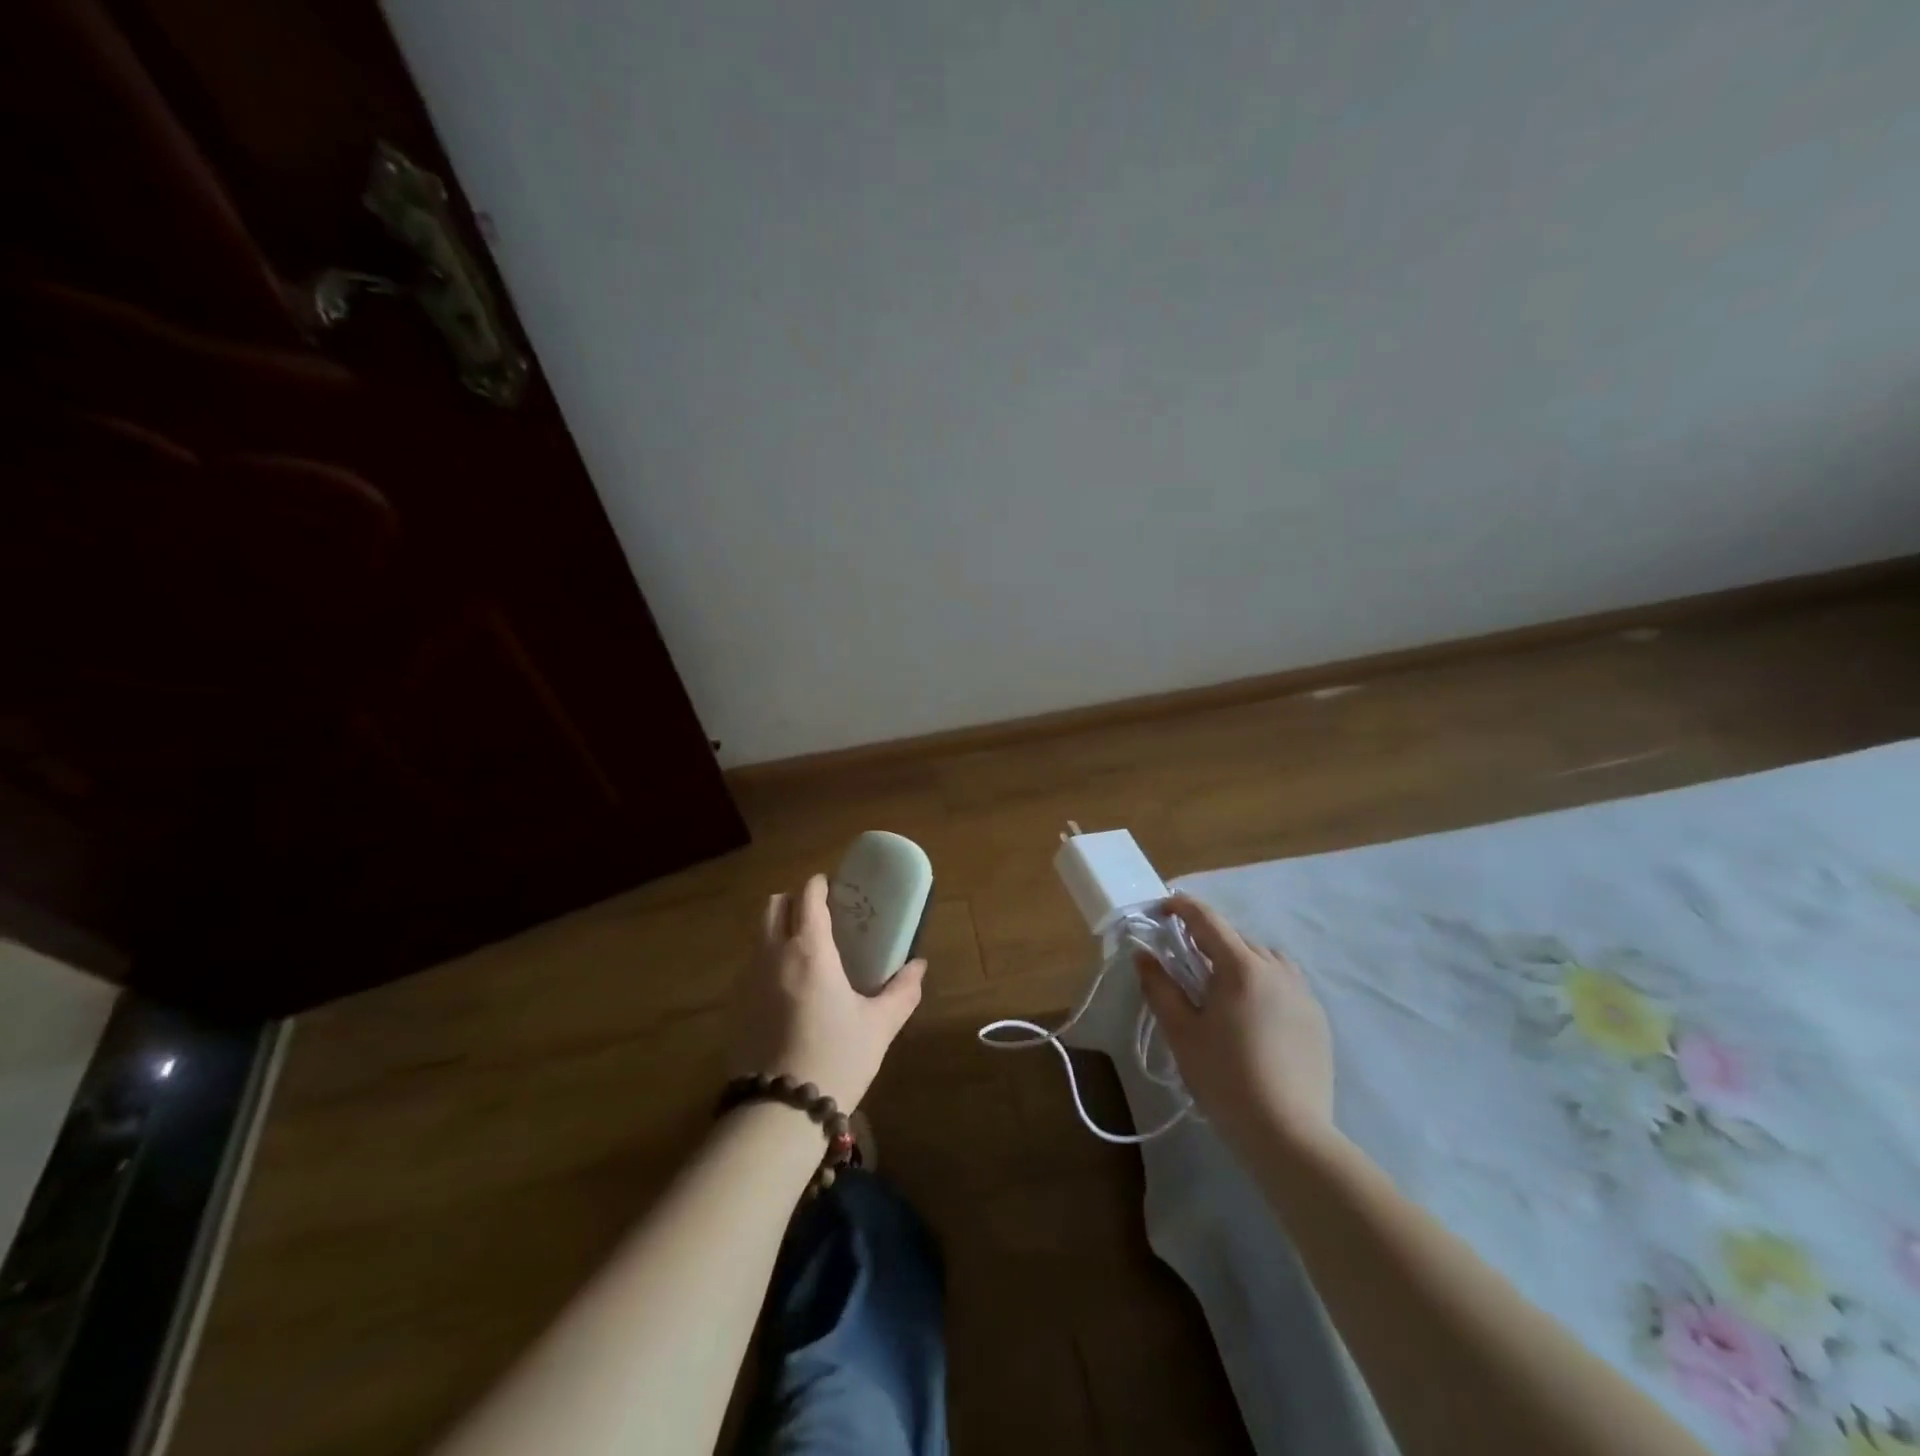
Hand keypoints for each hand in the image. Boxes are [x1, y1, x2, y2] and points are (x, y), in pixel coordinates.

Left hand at [728, 874, 926, 1110]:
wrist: (780, 1112)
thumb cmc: (838, 1057)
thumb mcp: (879, 1025)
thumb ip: (902, 990)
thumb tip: (919, 965)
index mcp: (810, 950)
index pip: (808, 897)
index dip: (819, 885)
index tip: (832, 887)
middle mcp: (773, 954)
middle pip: (774, 906)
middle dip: (793, 902)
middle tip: (817, 915)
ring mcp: (747, 980)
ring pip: (758, 936)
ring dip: (777, 931)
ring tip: (802, 954)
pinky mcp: (733, 1006)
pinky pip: (749, 967)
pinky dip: (766, 963)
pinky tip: (785, 992)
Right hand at [1136, 894, 1334, 1152]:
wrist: (1288, 1133)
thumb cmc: (1224, 1077)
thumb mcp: (1181, 1031)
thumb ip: (1160, 986)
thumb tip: (1143, 954)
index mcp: (1241, 967)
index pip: (1207, 920)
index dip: (1182, 908)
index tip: (1162, 908)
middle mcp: (1277, 969)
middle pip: (1236, 938)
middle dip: (1208, 940)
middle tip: (1185, 960)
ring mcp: (1302, 993)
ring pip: (1265, 958)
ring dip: (1239, 959)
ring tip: (1221, 987)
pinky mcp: (1317, 1019)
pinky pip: (1285, 983)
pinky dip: (1263, 982)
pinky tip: (1251, 1014)